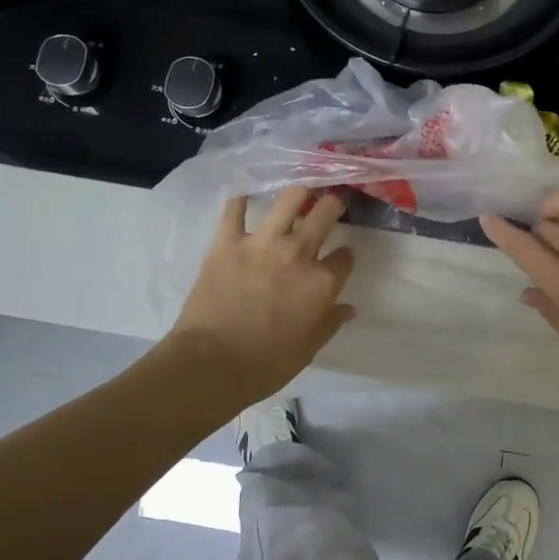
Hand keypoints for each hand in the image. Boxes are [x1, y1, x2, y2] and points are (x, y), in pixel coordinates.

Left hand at [170, 187, 356, 403]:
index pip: (345, 257)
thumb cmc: (265, 365)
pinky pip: (234, 209)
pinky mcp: (227, 241)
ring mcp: (262, 243)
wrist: (210, 365)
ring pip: (288, 199)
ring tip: (299, 194)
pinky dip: (240, 199)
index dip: (345, 257)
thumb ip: (329, 323)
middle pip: (324, 214)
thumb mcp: (307, 350)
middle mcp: (298, 254)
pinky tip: (245, 194)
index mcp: (321, 283)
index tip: (341, 258)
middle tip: (330, 205)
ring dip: (298, 194)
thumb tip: (348, 308)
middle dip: (333, 206)